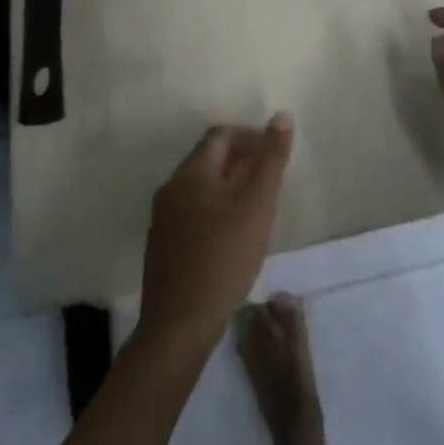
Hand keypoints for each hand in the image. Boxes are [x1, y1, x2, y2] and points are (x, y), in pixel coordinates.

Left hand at [138, 115, 293, 358]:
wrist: (178, 326)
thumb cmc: (223, 258)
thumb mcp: (257, 205)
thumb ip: (271, 160)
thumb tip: (281, 117)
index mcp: (191, 172)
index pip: (221, 135)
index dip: (250, 137)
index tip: (274, 156)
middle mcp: (171, 188)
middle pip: (209, 159)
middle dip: (242, 163)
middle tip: (271, 184)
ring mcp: (162, 219)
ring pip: (201, 189)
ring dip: (229, 189)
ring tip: (256, 211)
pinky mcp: (162, 247)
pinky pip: (192, 214)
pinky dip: (215, 212)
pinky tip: (232, 240)